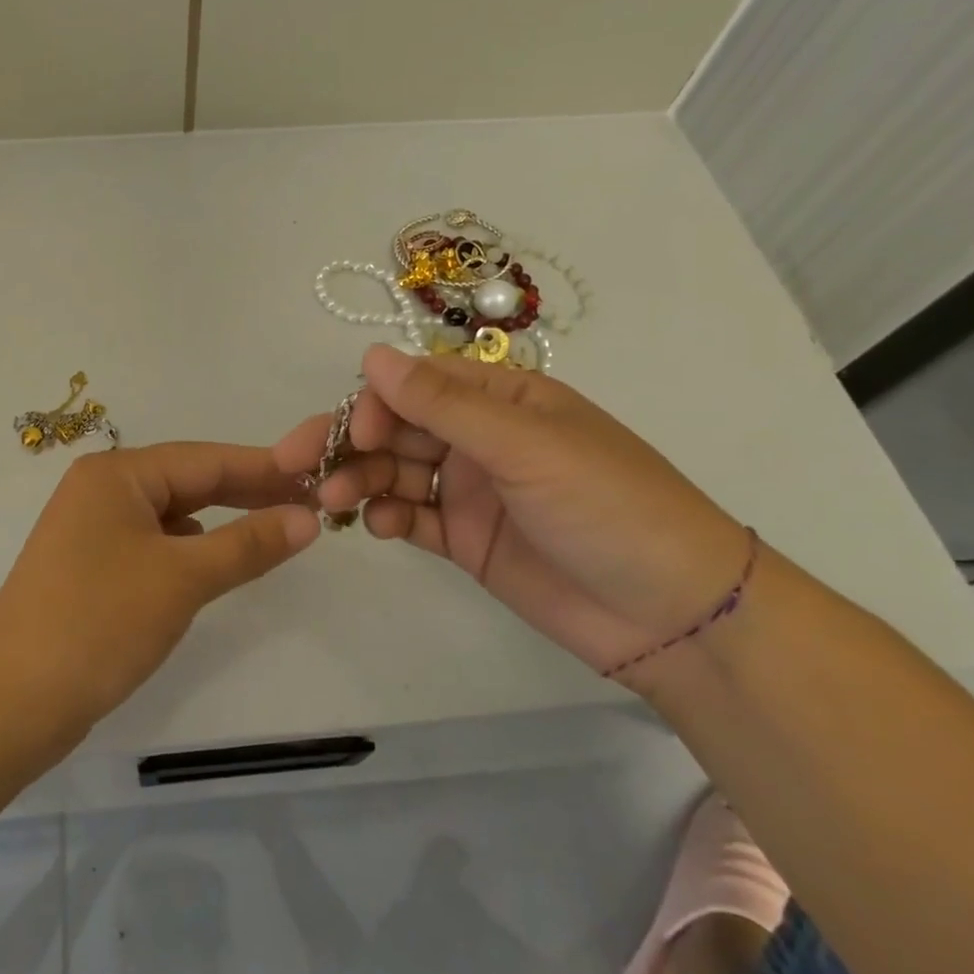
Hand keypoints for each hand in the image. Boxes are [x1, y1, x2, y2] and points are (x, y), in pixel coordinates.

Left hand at [0, 443, 318, 749]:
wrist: (10, 701)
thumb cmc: (99, 623)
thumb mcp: (182, 578)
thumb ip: (248, 544)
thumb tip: (309, 517)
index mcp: (116, 474)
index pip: (205, 459)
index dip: (264, 468)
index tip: (318, 474)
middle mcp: (101, 489)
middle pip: (187, 481)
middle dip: (245, 493)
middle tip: (308, 503)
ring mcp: (91, 528)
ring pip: (171, 514)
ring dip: (220, 521)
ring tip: (273, 529)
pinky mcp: (90, 566)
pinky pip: (153, 543)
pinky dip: (189, 549)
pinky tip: (212, 562)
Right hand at [273, 345, 748, 678]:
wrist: (674, 616)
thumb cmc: (609, 507)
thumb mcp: (526, 446)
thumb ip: (443, 404)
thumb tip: (372, 356)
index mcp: (502, 400)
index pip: (418, 385)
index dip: (375, 402)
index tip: (353, 433)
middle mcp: (480, 438)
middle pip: (396, 428)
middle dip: (349, 443)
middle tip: (298, 467)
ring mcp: (471, 490)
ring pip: (396, 472)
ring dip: (360, 481)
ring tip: (332, 503)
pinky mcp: (466, 539)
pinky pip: (412, 517)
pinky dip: (387, 517)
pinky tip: (379, 528)